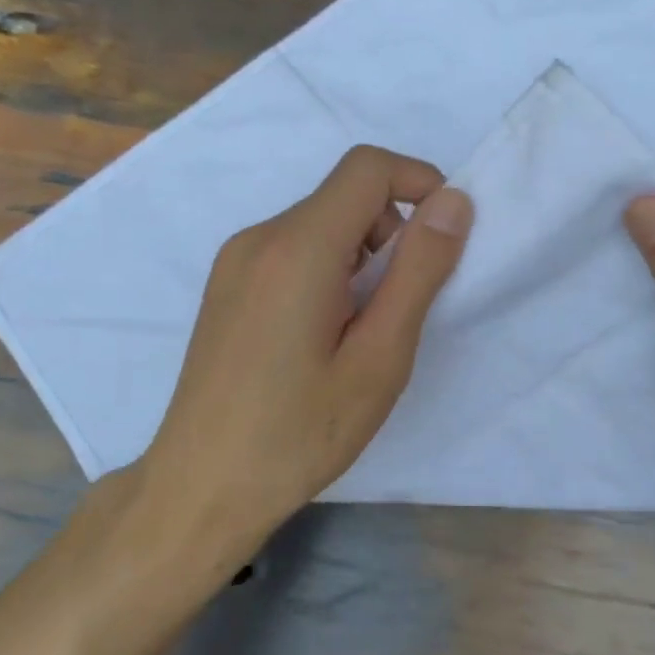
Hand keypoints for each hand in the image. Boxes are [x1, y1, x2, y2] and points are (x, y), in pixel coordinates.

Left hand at [135, 145, 471, 557]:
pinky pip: (292, 248)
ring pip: (319, 222)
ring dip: (360, 254)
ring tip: (359, 330)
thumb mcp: (379, 357)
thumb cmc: (300, 432)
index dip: (418, 181)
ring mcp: (235, 260)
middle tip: (398, 307)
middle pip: (344, 195)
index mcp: (298, 248)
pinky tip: (322, 334)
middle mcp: (259, 237)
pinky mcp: (226, 283)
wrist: (201, 487)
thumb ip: (419, 271)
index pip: (367, 167)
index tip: (445, 234)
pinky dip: (327, 267)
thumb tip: (453, 202)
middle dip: (391, 230)